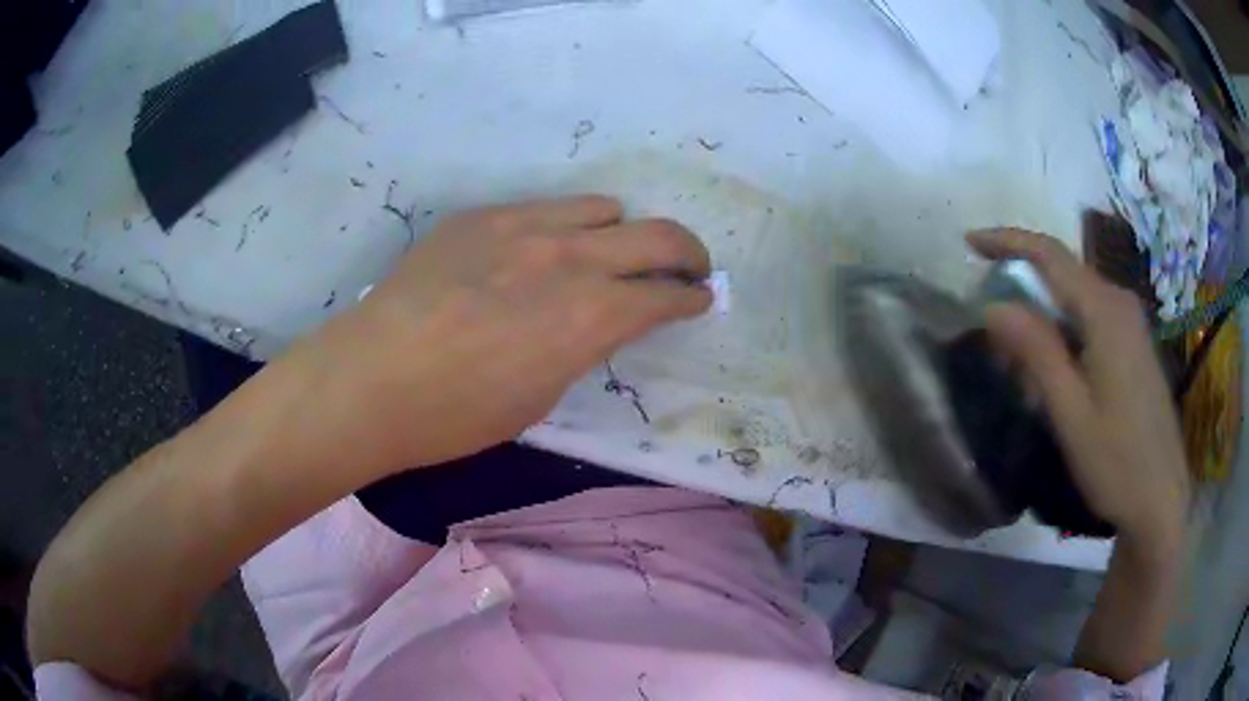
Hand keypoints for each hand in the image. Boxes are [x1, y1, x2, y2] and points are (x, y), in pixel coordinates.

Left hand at [301, 195, 711, 472]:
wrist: (371, 378)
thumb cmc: (456, 414)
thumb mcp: (541, 395)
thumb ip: (583, 345)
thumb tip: (600, 320)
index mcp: (589, 317)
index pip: (665, 295)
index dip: (691, 298)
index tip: (700, 298)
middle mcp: (569, 258)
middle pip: (658, 235)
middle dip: (687, 252)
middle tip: (689, 267)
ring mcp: (522, 225)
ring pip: (603, 208)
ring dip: (620, 233)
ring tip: (607, 255)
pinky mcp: (482, 216)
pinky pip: (544, 208)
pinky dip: (564, 228)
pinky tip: (538, 253)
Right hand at [968, 229, 1189, 553]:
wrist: (1161, 499)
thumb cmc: (1117, 462)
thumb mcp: (1071, 413)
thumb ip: (1036, 353)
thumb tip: (993, 305)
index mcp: (1105, 312)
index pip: (1050, 255)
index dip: (1007, 241)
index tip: (969, 243)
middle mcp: (1120, 303)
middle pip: (1064, 273)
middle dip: (1024, 286)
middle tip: (993, 328)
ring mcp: (1131, 323)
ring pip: (1077, 297)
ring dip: (1044, 315)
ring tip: (1023, 365)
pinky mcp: (1135, 344)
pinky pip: (1092, 318)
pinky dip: (1064, 330)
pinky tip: (1058, 373)